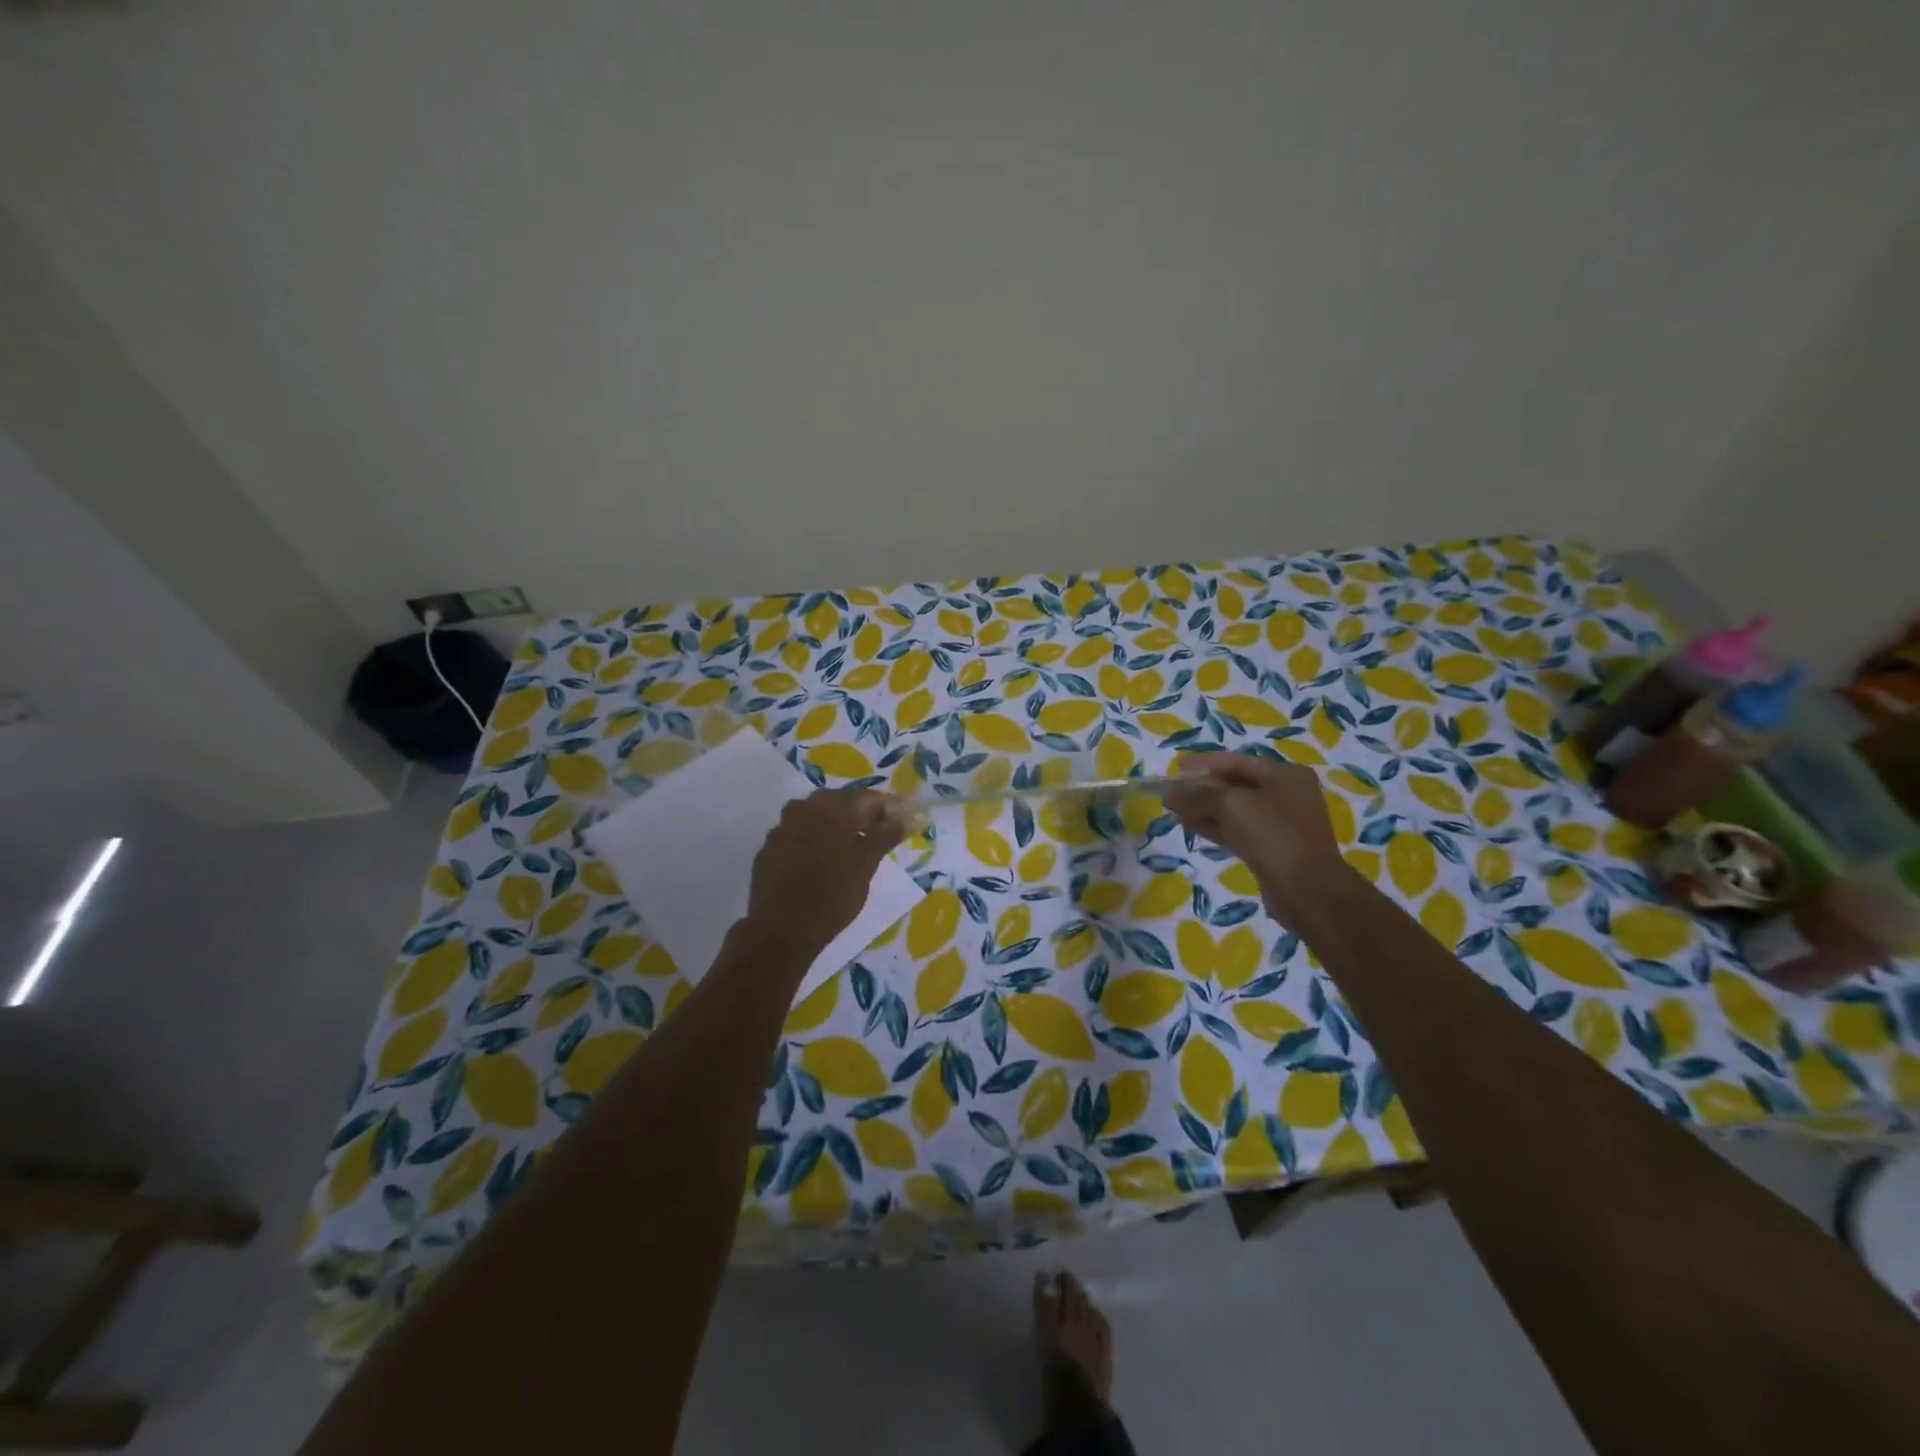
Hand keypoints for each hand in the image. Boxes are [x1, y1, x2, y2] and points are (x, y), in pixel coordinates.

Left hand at [742, 791, 908, 960]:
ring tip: (855, 849)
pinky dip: (816, 841)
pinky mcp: (768, 849)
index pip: (869, 798)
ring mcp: (782, 828)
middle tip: (883, 835)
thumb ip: (886, 835)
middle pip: (841, 804)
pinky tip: (824, 861)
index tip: (907, 820)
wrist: (780, 931)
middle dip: (864, 816)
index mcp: (831, 807)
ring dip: (838, 827)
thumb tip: (909, 815)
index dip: (891, 808)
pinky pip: (799, 835)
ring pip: (818, 818)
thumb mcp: (866, 865)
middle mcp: (803, 808)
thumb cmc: (832, 895)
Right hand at [1163, 753, 1351, 925]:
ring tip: (1174, 810)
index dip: (1203, 764)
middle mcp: (1286, 795)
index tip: (1175, 768)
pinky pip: (1238, 830)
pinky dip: (1215, 826)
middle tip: (1172, 792)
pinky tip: (1191, 826)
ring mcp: (1280, 824)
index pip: (1236, 762)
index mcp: (1285, 775)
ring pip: (1234, 810)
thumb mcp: (1230, 804)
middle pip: (1235, 785)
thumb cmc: (1272, 834)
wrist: (1307, 890)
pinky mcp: (1272, 848)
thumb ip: (1197, 795)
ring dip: (1204, 809)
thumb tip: (1168, 792)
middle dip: (1201, 788)